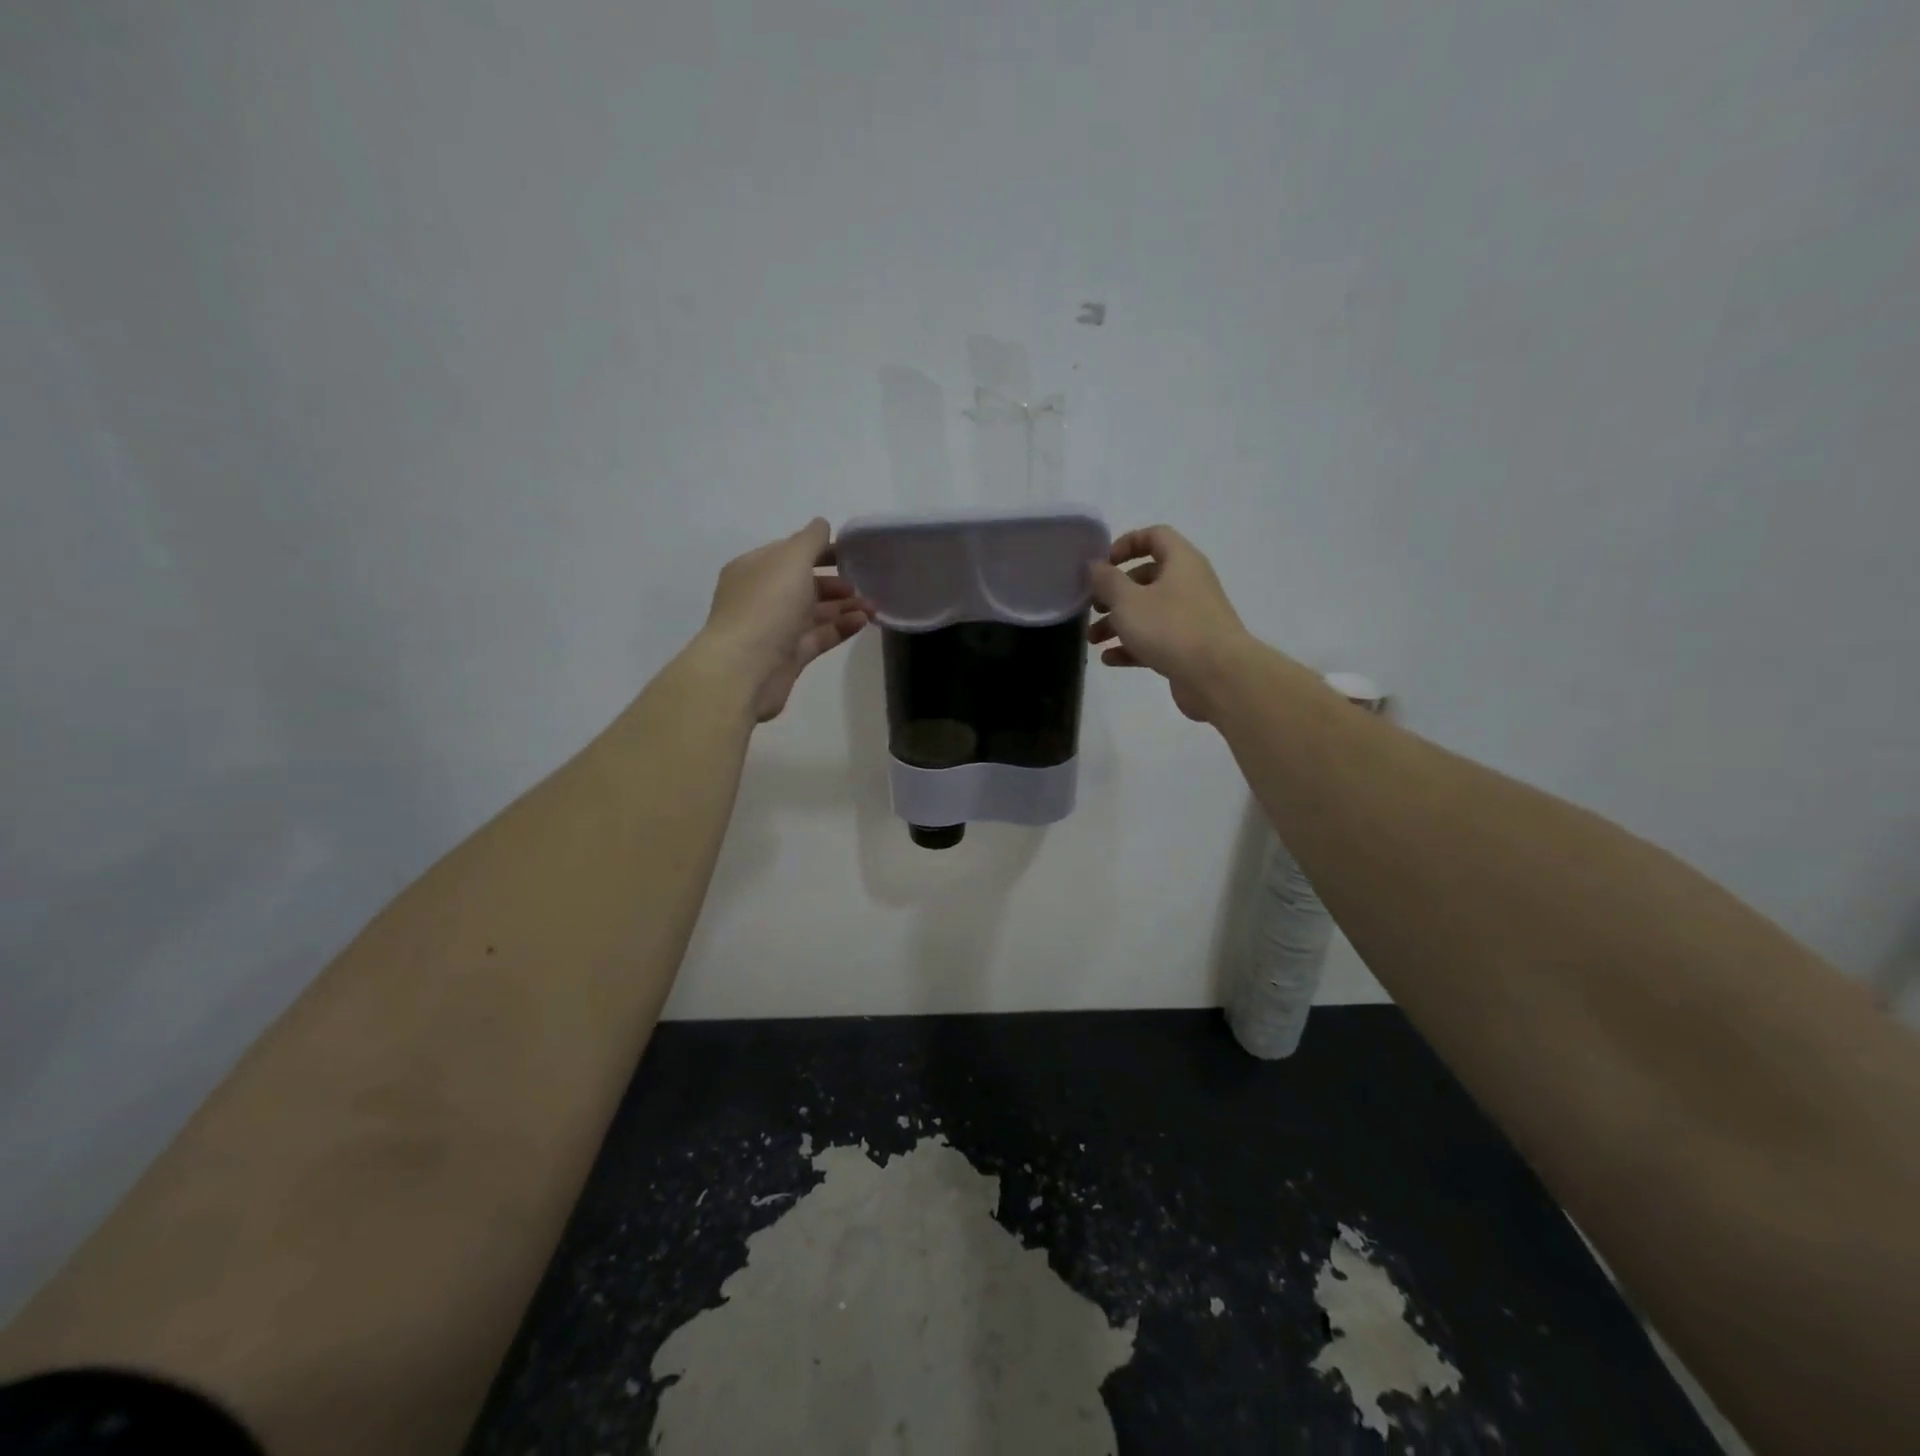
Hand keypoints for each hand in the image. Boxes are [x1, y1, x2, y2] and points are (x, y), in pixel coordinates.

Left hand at [701, 519, 870, 721]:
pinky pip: (819, 636)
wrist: (745, 670)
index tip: (851, 553)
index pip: (789, 553)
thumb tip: (822, 524)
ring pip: (814, 612)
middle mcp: (762, 597)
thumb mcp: (790, 561)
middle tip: (862, 583)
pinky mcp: (789, 656)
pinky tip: (863, 622)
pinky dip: (840, 628)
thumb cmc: (766, 607)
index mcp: (754, 569)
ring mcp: (775, 629)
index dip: (820, 550)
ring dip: (844, 606)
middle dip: (835, 582)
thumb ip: (810, 540)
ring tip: (873, 606)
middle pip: (803, 584)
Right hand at [1088, 525, 1250, 721]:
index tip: (1103, 564)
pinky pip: (1155, 640)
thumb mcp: (1128, 601)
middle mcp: (1189, 585)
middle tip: (1092, 606)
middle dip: (1114, 593)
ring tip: (1093, 639)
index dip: (1127, 544)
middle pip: (1147, 578)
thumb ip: (1107, 580)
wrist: (1218, 676)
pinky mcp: (1188, 648)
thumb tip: (1094, 565)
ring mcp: (1191, 618)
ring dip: (1118, 623)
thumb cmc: (1170, 628)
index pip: (1155, 536)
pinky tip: (1109, 659)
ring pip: (1148, 613)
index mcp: (1181, 562)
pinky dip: (1132, 647)